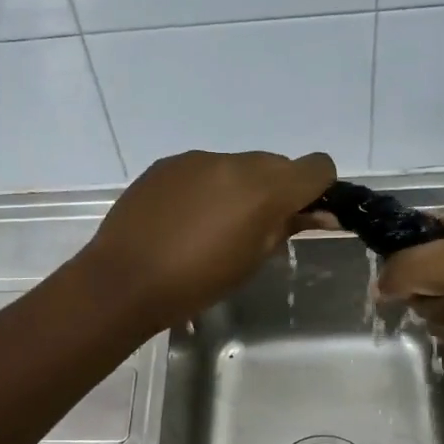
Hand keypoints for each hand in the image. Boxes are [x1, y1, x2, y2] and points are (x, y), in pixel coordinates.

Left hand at [80, 150, 337, 327]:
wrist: (124, 280)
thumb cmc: (196, 283)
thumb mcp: (251, 262)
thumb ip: (286, 228)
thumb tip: (317, 214)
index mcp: (264, 189)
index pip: (317, 166)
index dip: (318, 188)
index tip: (304, 214)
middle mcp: (234, 162)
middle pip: (276, 164)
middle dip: (276, 190)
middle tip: (256, 228)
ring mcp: (197, 159)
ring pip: (237, 165)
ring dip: (238, 188)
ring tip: (212, 227)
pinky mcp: (167, 164)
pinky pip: (202, 169)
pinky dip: (206, 188)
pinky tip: (184, 219)